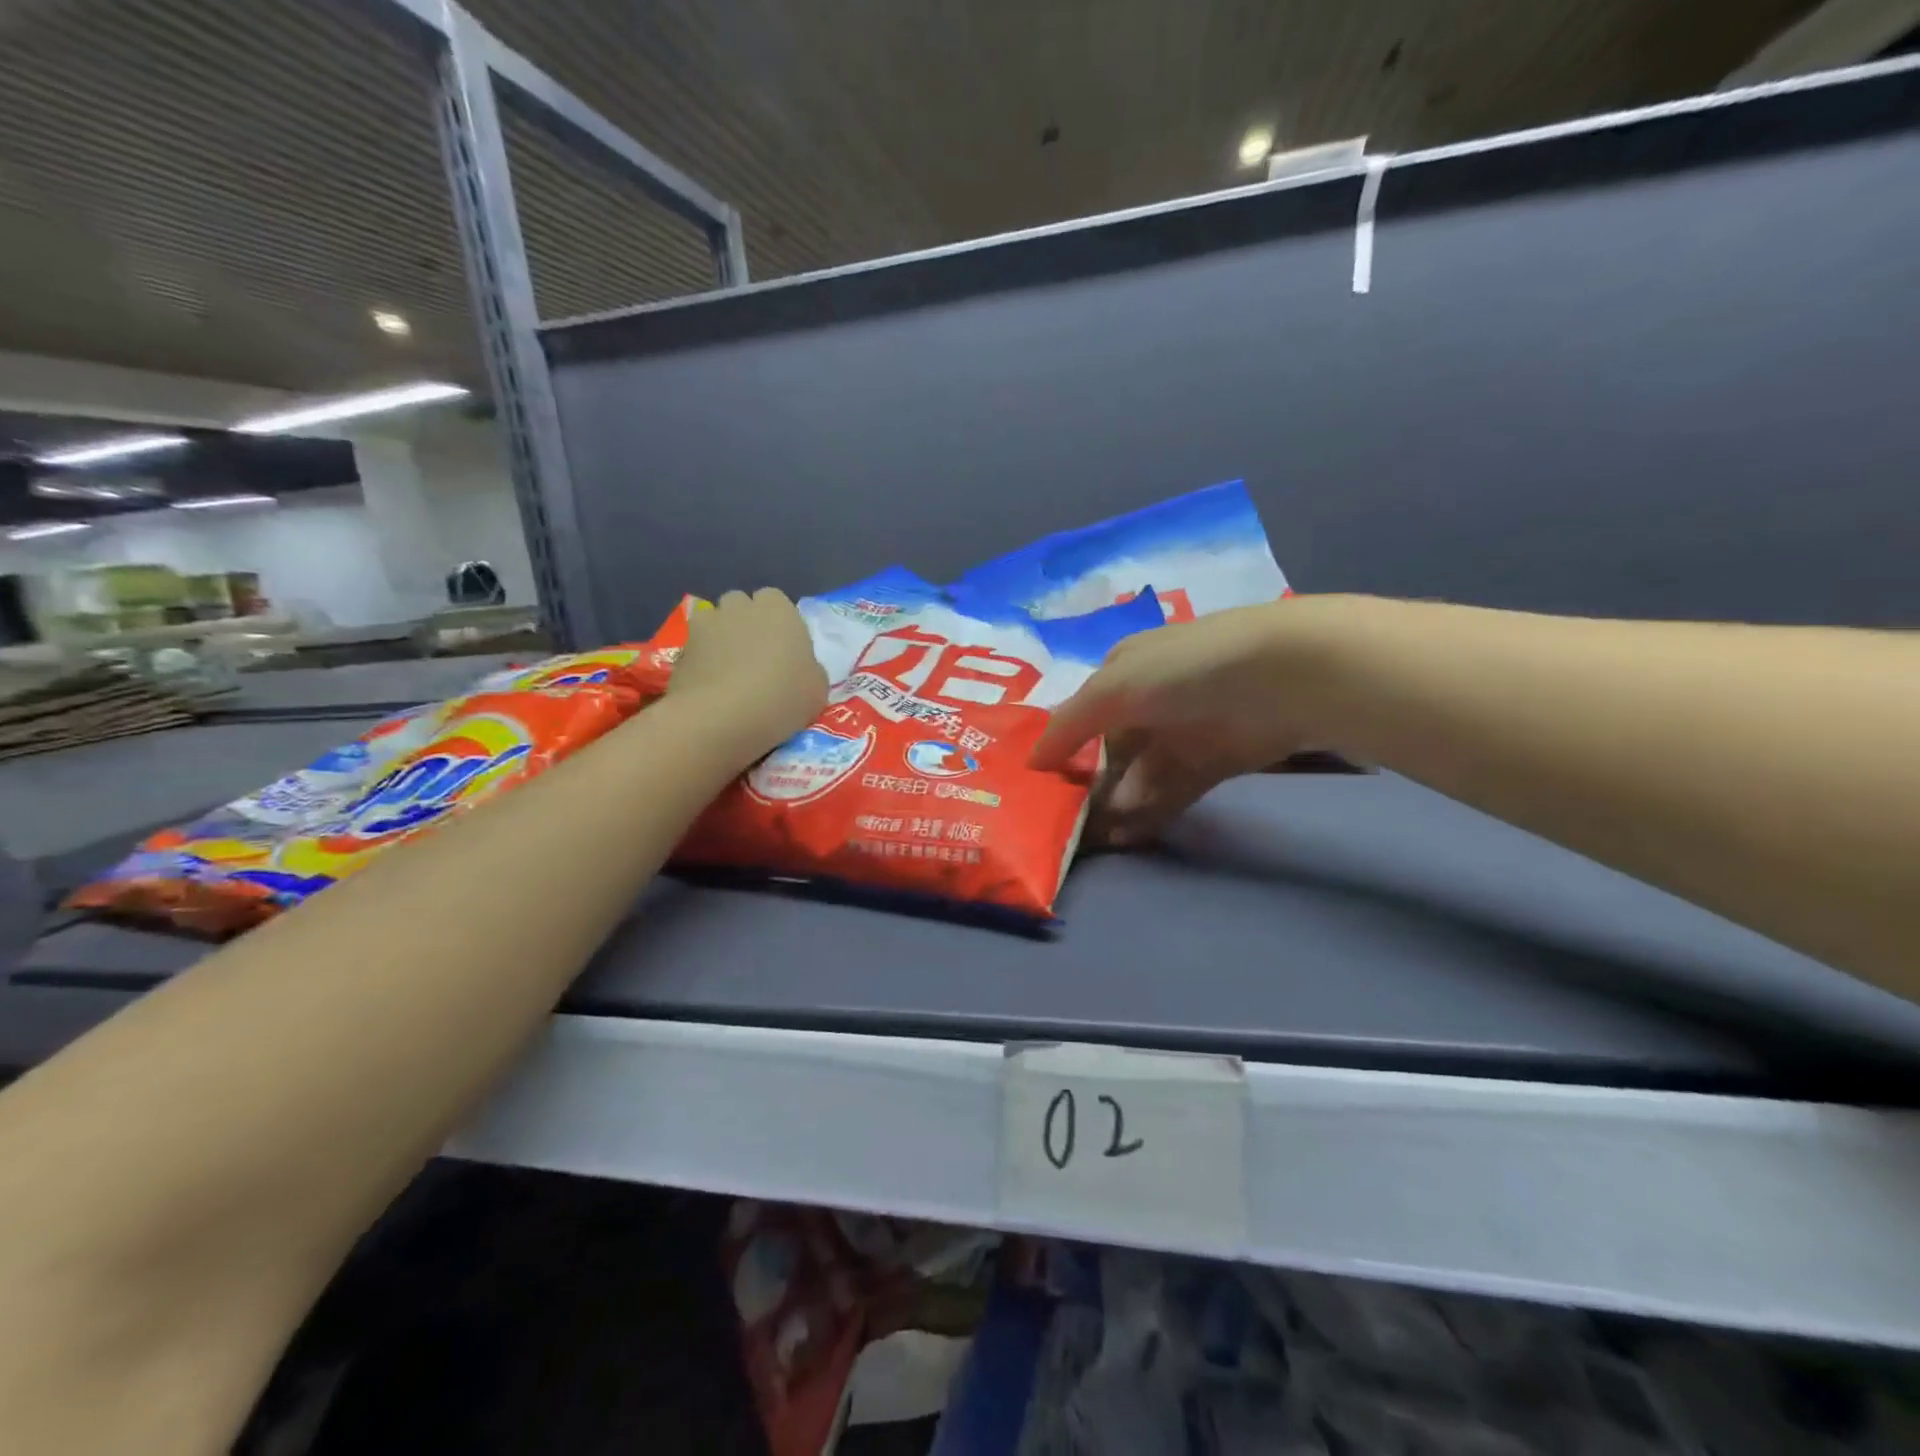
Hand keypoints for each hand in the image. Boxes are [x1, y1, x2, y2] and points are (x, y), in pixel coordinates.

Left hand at [667, 588, 826, 763]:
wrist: (722, 717)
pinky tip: (710, 690)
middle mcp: (739, 606)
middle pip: (741, 606)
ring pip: (714, 625)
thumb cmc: (782, 697)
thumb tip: (798, 669)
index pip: (776, 601)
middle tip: (757, 660)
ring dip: (721, 641)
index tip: (785, 651)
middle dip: (746, 625)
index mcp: (778, 609)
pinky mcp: (679, 650)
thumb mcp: (817, 688)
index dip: (779, 625)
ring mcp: (705, 625)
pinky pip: (696, 651)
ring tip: (729, 674)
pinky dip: (702, 664)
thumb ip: (808, 668)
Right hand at [1031, 599, 1338, 845]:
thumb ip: (1069, 725)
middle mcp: (1150, 700)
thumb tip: (1031, 762)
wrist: (1285, 678)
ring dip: (1118, 806)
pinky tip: (1128, 836)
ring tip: (1098, 839)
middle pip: (1111, 751)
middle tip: (1069, 827)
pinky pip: (1172, 791)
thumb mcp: (1114, 687)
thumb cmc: (1185, 671)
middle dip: (1091, 788)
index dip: (1063, 750)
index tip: (1042, 790)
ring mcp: (1183, 732)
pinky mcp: (1214, 762)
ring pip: (1140, 777)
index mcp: (1124, 669)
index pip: (1083, 715)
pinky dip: (1150, 813)